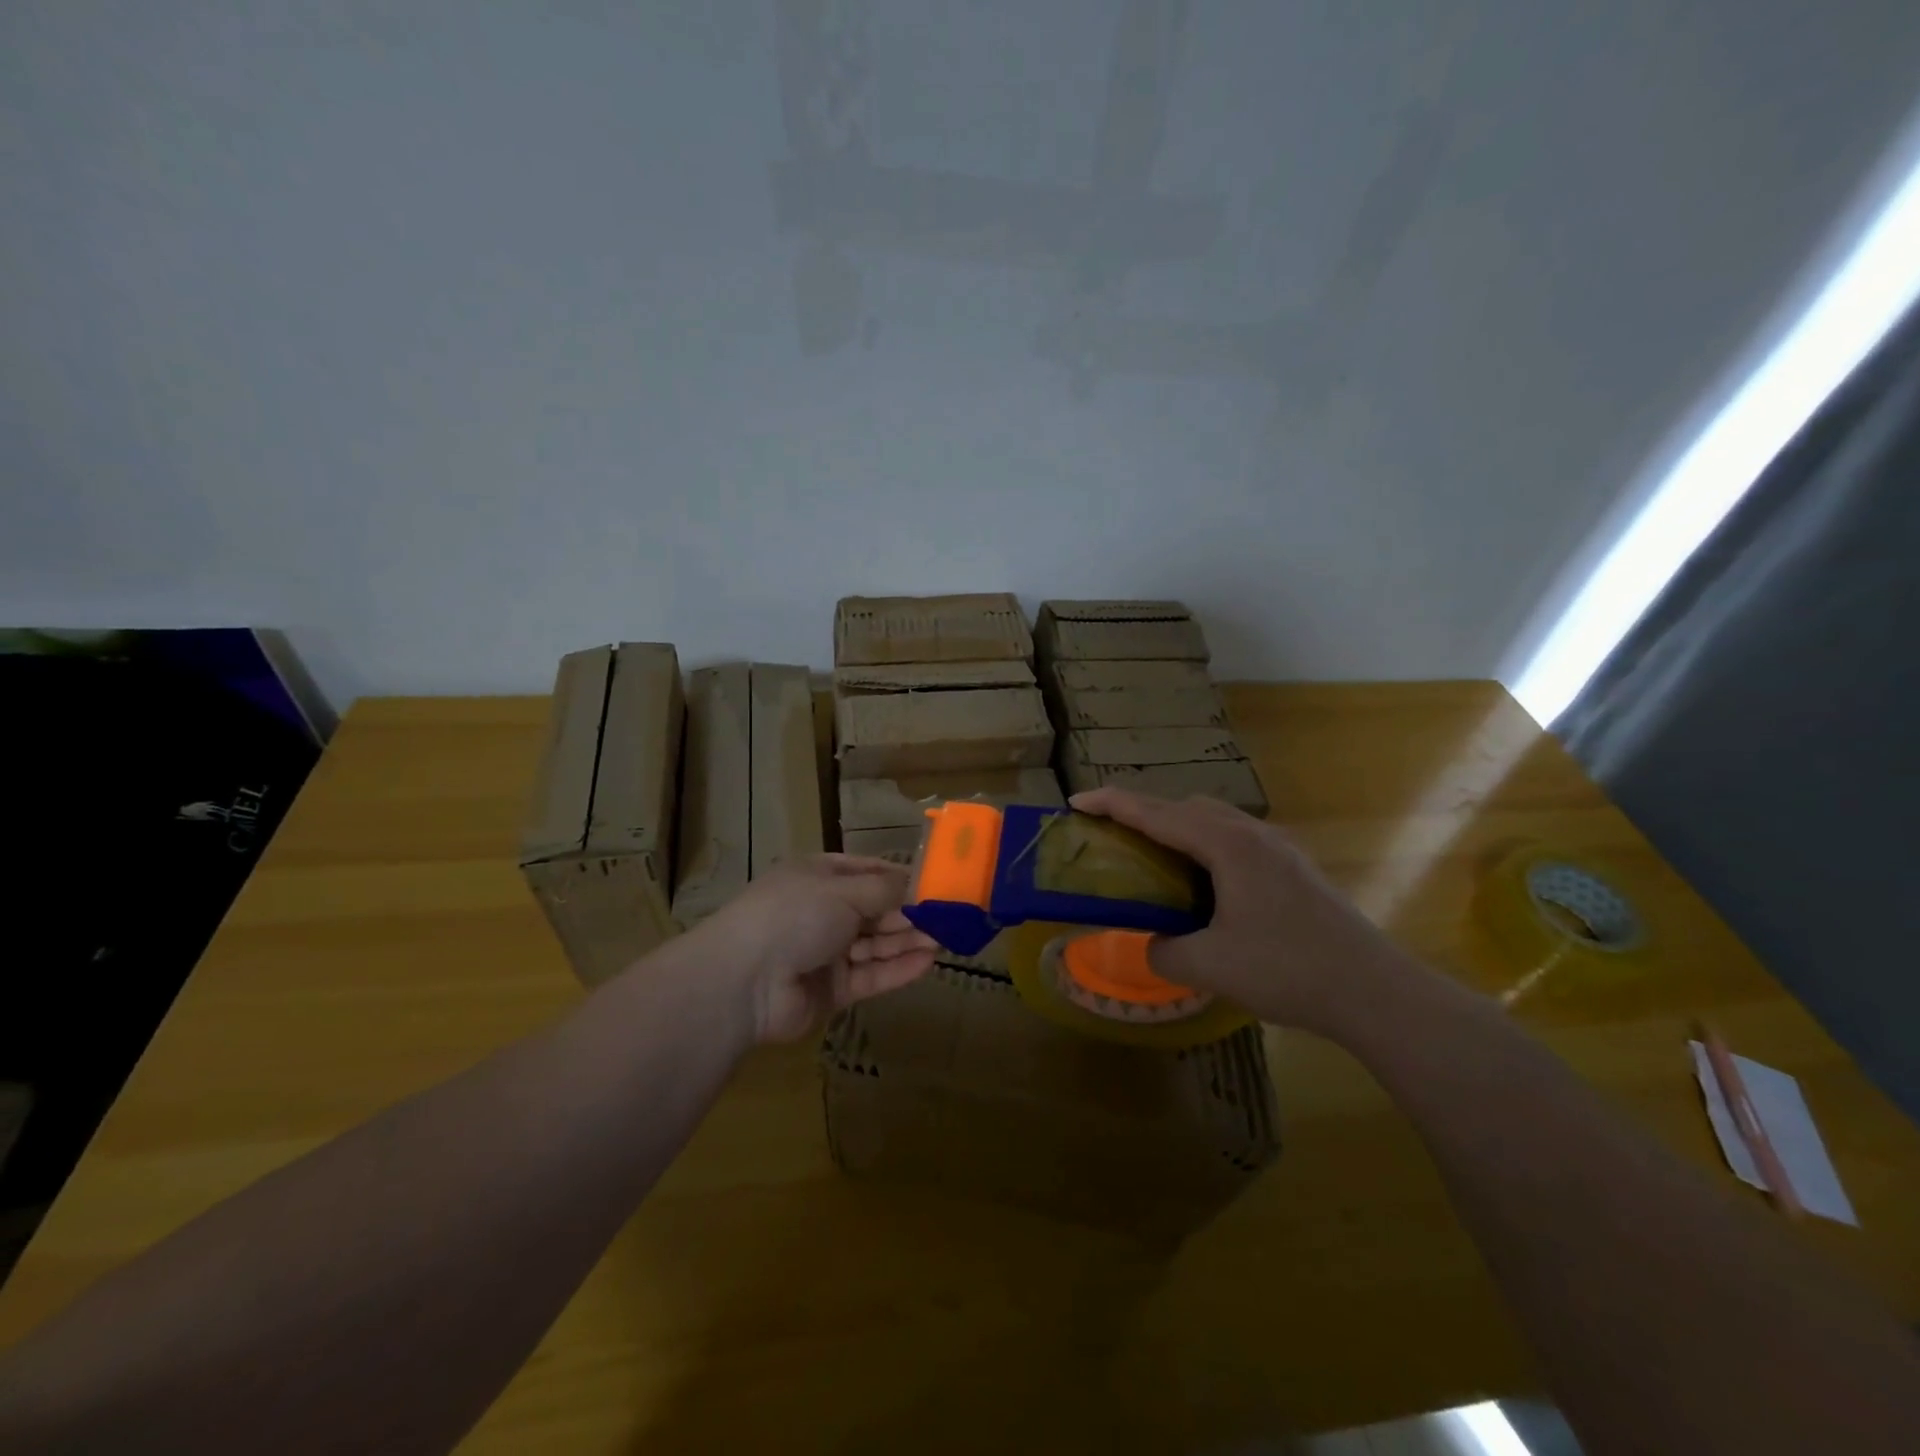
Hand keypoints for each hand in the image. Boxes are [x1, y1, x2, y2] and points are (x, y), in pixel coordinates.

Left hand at [692, 855, 938, 1043]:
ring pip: (876, 945)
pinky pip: (871, 977)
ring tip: (948, 940)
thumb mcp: (843, 891)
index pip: (869, 872)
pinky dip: (897, 970)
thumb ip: (886, 891)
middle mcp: (823, 911)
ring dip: (909, 941)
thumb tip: (920, 885)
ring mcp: (826, 952)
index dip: (903, 878)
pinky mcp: (831, 990)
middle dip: (911, 913)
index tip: (938, 884)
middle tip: (952, 917)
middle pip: (876, 910)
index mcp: (819, 877)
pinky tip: (928, 963)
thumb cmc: (794, 915)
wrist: (743, 982)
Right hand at [1070, 788, 1413, 1036]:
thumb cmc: (1286, 969)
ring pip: (1212, 819)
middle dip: (1141, 812)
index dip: (1111, 804)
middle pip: (1183, 807)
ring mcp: (1276, 847)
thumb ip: (1165, 951)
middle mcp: (1250, 833)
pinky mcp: (1292, 867)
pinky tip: (1202, 882)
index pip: (1155, 813)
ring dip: (1175, 827)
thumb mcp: (1210, 965)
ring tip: (1151, 856)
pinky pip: (1233, 839)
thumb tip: (1150, 944)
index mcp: (1225, 844)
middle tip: (1110, 835)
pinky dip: (1202, 844)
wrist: (1373, 989)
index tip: (1075, 801)